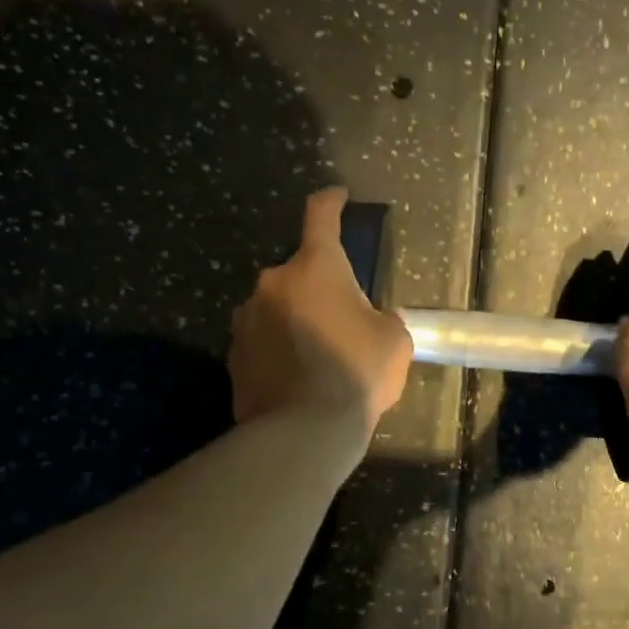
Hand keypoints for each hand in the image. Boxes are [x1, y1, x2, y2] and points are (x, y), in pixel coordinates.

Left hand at [229, 187, 412, 437]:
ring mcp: (247, 319)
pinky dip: (276, 350)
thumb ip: (384, 319)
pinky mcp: (233, 355)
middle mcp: (273, 283)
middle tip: (338, 318)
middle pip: (297, 272)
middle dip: (316, 287)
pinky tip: (294, 377)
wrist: (304, 431)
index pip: (321, 216)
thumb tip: (375, 320)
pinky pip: (260, 341)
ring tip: (315, 356)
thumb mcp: (394, 342)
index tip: (337, 197)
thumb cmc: (357, 374)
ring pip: (275, 307)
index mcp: (316, 268)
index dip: (331, 202)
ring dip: (293, 319)